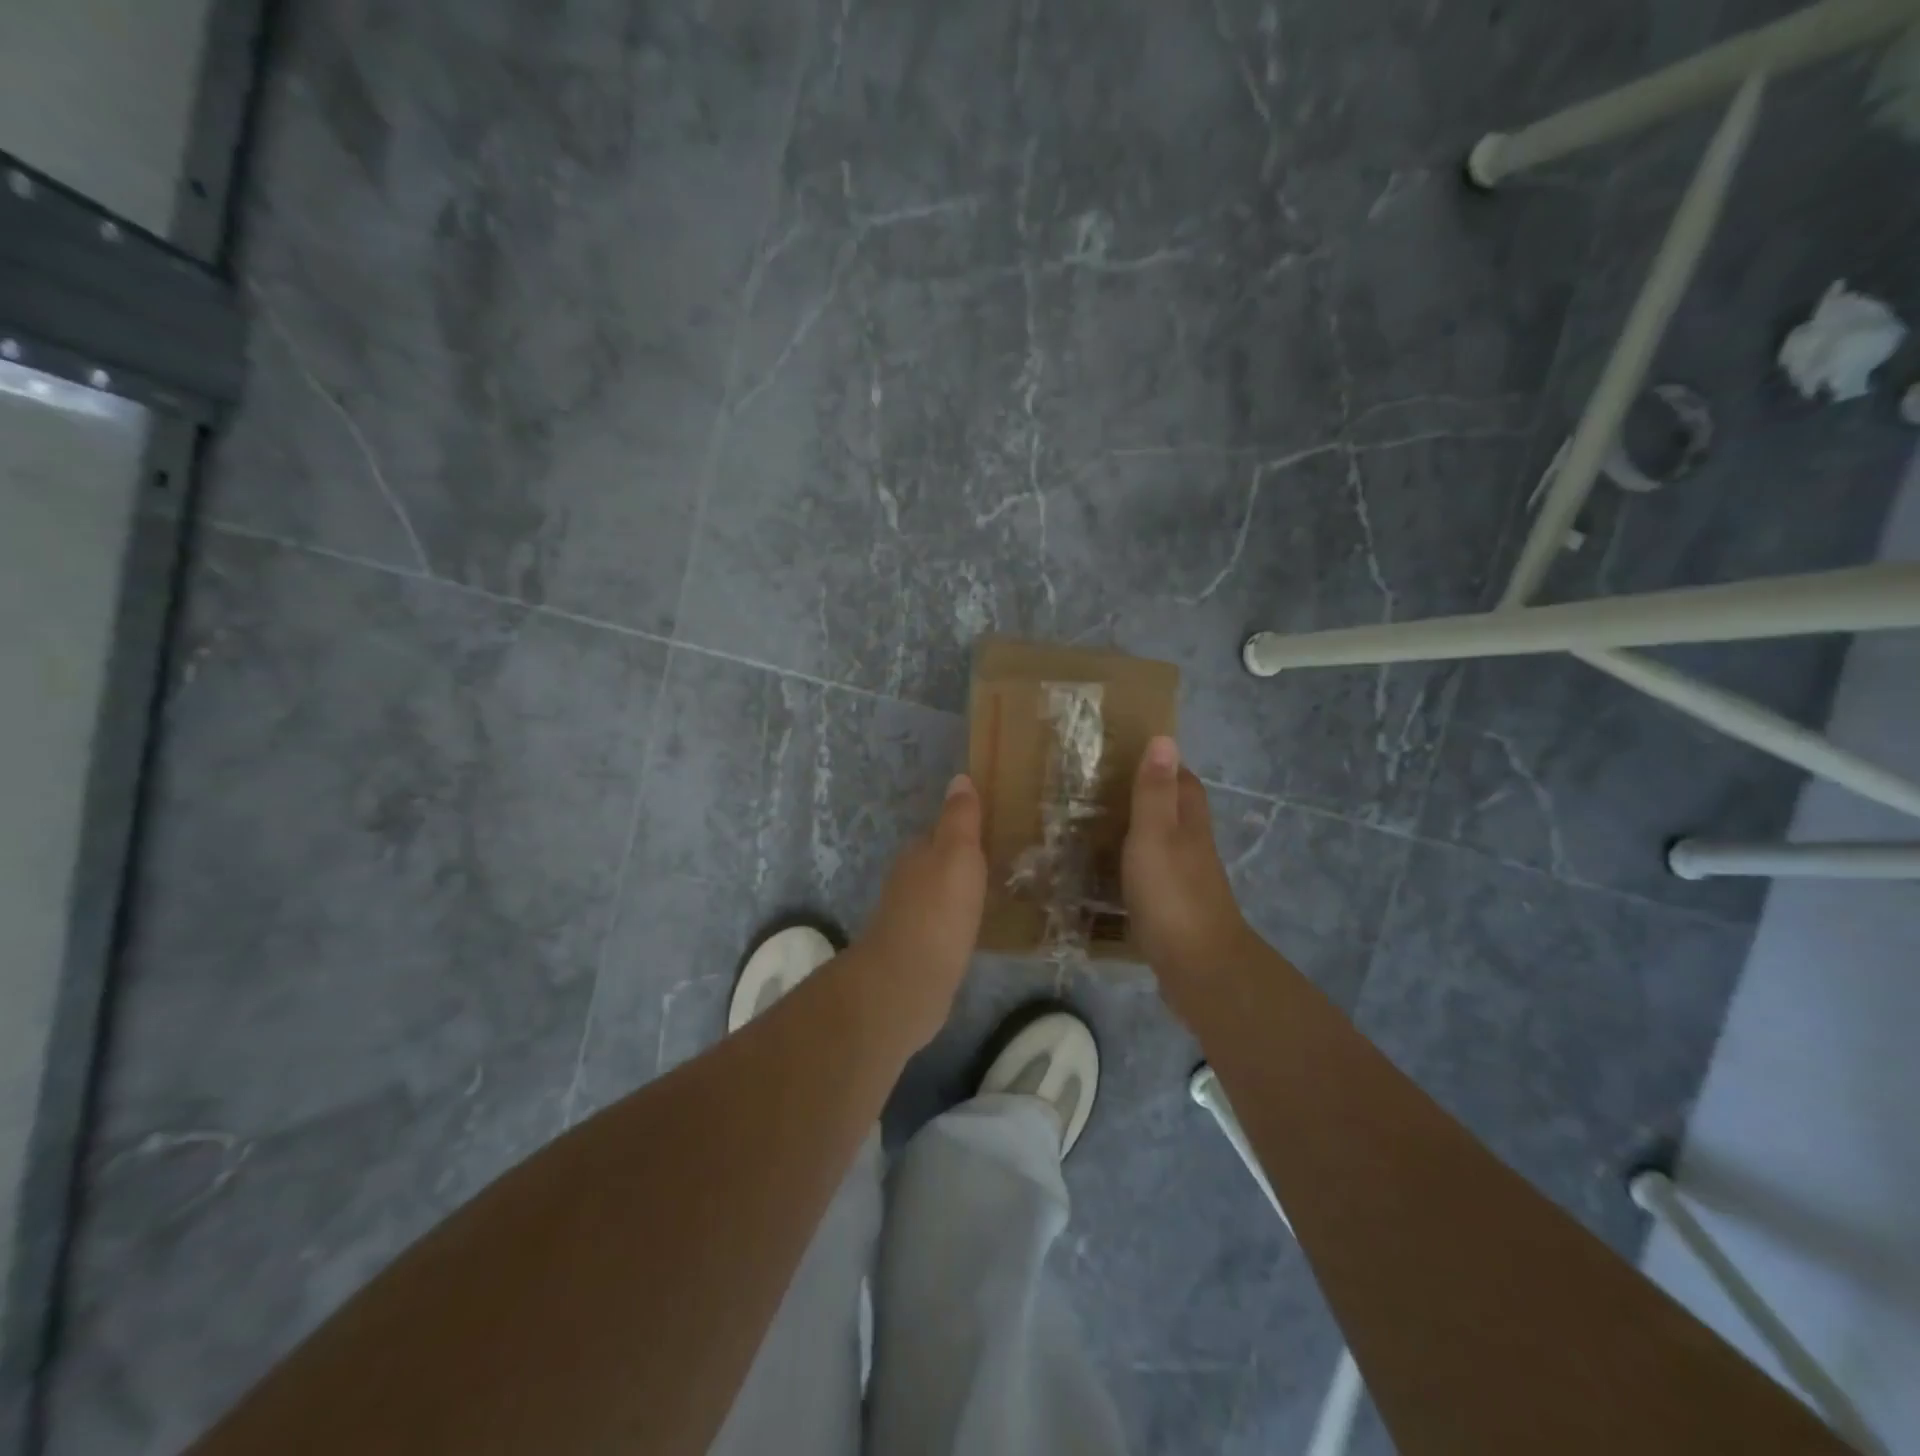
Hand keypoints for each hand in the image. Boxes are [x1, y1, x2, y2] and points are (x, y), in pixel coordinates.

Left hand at [847, 773, 987, 1051]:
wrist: (907, 983)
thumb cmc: (937, 912)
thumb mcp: (957, 855)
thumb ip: (960, 819)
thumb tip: (959, 778)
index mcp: (918, 854)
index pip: (941, 832)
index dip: (966, 829)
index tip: (995, 829)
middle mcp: (909, 881)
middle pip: (939, 863)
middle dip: (964, 861)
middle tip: (1004, 861)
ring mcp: (911, 918)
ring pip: (941, 894)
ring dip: (962, 892)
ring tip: (998, 893)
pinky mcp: (920, 951)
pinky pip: (945, 925)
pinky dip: (960, 921)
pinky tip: (979, 929)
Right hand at [1122, 737, 1257, 1011]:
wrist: (1198, 967)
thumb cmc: (1172, 893)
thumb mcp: (1155, 834)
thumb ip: (1155, 791)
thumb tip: (1165, 738)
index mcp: (1189, 823)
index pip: (1184, 781)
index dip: (1164, 765)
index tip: (1130, 753)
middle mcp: (1192, 846)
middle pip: (1175, 811)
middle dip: (1148, 796)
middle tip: (1103, 789)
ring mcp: (1185, 879)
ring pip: (1162, 843)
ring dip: (1138, 832)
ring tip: (1096, 826)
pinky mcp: (1173, 908)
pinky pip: (1151, 875)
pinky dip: (1132, 866)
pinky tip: (1108, 873)